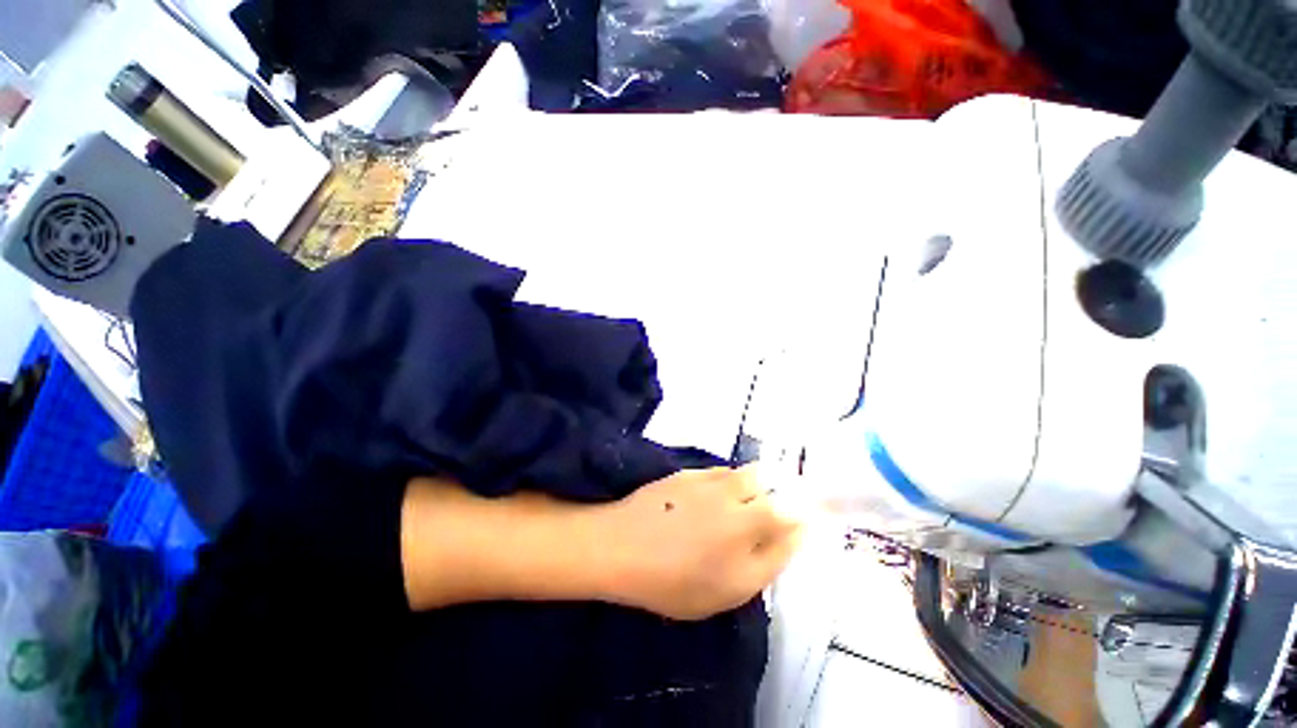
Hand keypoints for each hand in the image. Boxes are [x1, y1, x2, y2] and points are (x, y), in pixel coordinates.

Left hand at [595, 467, 802, 620]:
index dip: (803, 515)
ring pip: (749, 475)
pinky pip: (721, 472)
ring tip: (737, 509)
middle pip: (773, 486)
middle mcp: (735, 499)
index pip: (793, 513)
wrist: (622, 547)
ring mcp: (711, 481)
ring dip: (754, 488)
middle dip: (779, 499)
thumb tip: (797, 531)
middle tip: (765, 518)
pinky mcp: (690, 472)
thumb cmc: (674, 581)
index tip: (802, 522)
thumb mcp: (730, 590)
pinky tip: (709, 501)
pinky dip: (727, 483)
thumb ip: (769, 559)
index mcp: (749, 529)